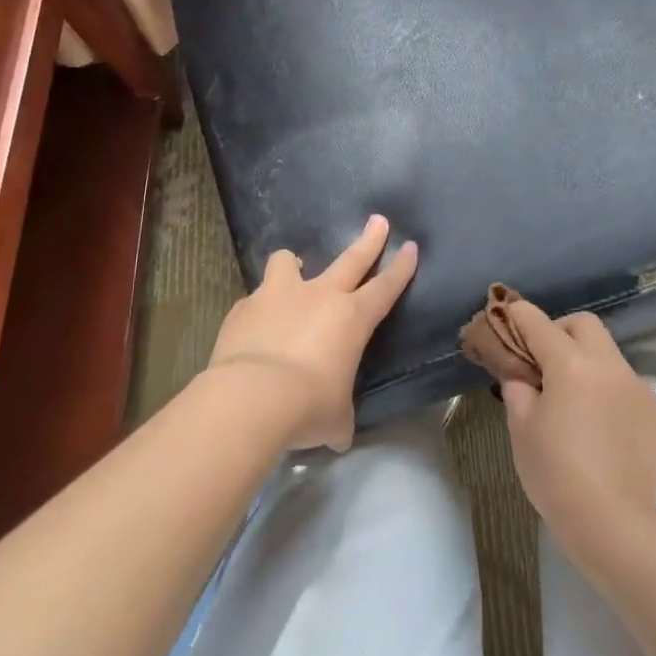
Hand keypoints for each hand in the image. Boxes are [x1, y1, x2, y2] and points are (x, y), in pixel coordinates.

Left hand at [207, 215, 417, 450]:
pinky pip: (256, 298)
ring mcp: (279, 295)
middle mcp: (319, 296)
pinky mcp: (244, 306)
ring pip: (289, 261)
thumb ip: (339, 418)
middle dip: (369, 240)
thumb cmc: (309, 406)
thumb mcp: (335, 418)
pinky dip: (259, 307)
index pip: (386, 287)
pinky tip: (254, 326)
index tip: (411, 247)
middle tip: (378, 221)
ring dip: (293, 264)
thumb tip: (338, 434)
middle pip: (351, 259)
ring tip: (292, 269)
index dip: (401, 268)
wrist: (253, 397)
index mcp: (353, 319)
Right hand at [498, 302, 655, 573]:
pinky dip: (613, 398)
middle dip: (561, 332)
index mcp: (571, 365)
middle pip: (585, 326)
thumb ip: (519, 389)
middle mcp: (610, 366)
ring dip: (589, 367)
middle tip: (544, 362)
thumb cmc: (555, 473)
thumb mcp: (522, 429)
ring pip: (611, 359)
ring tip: (576, 404)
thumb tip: (522, 374)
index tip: (508, 314)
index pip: (539, 325)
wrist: (613, 522)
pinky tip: (605, 432)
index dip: (519, 316)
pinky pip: (631, 391)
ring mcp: (641, 389)